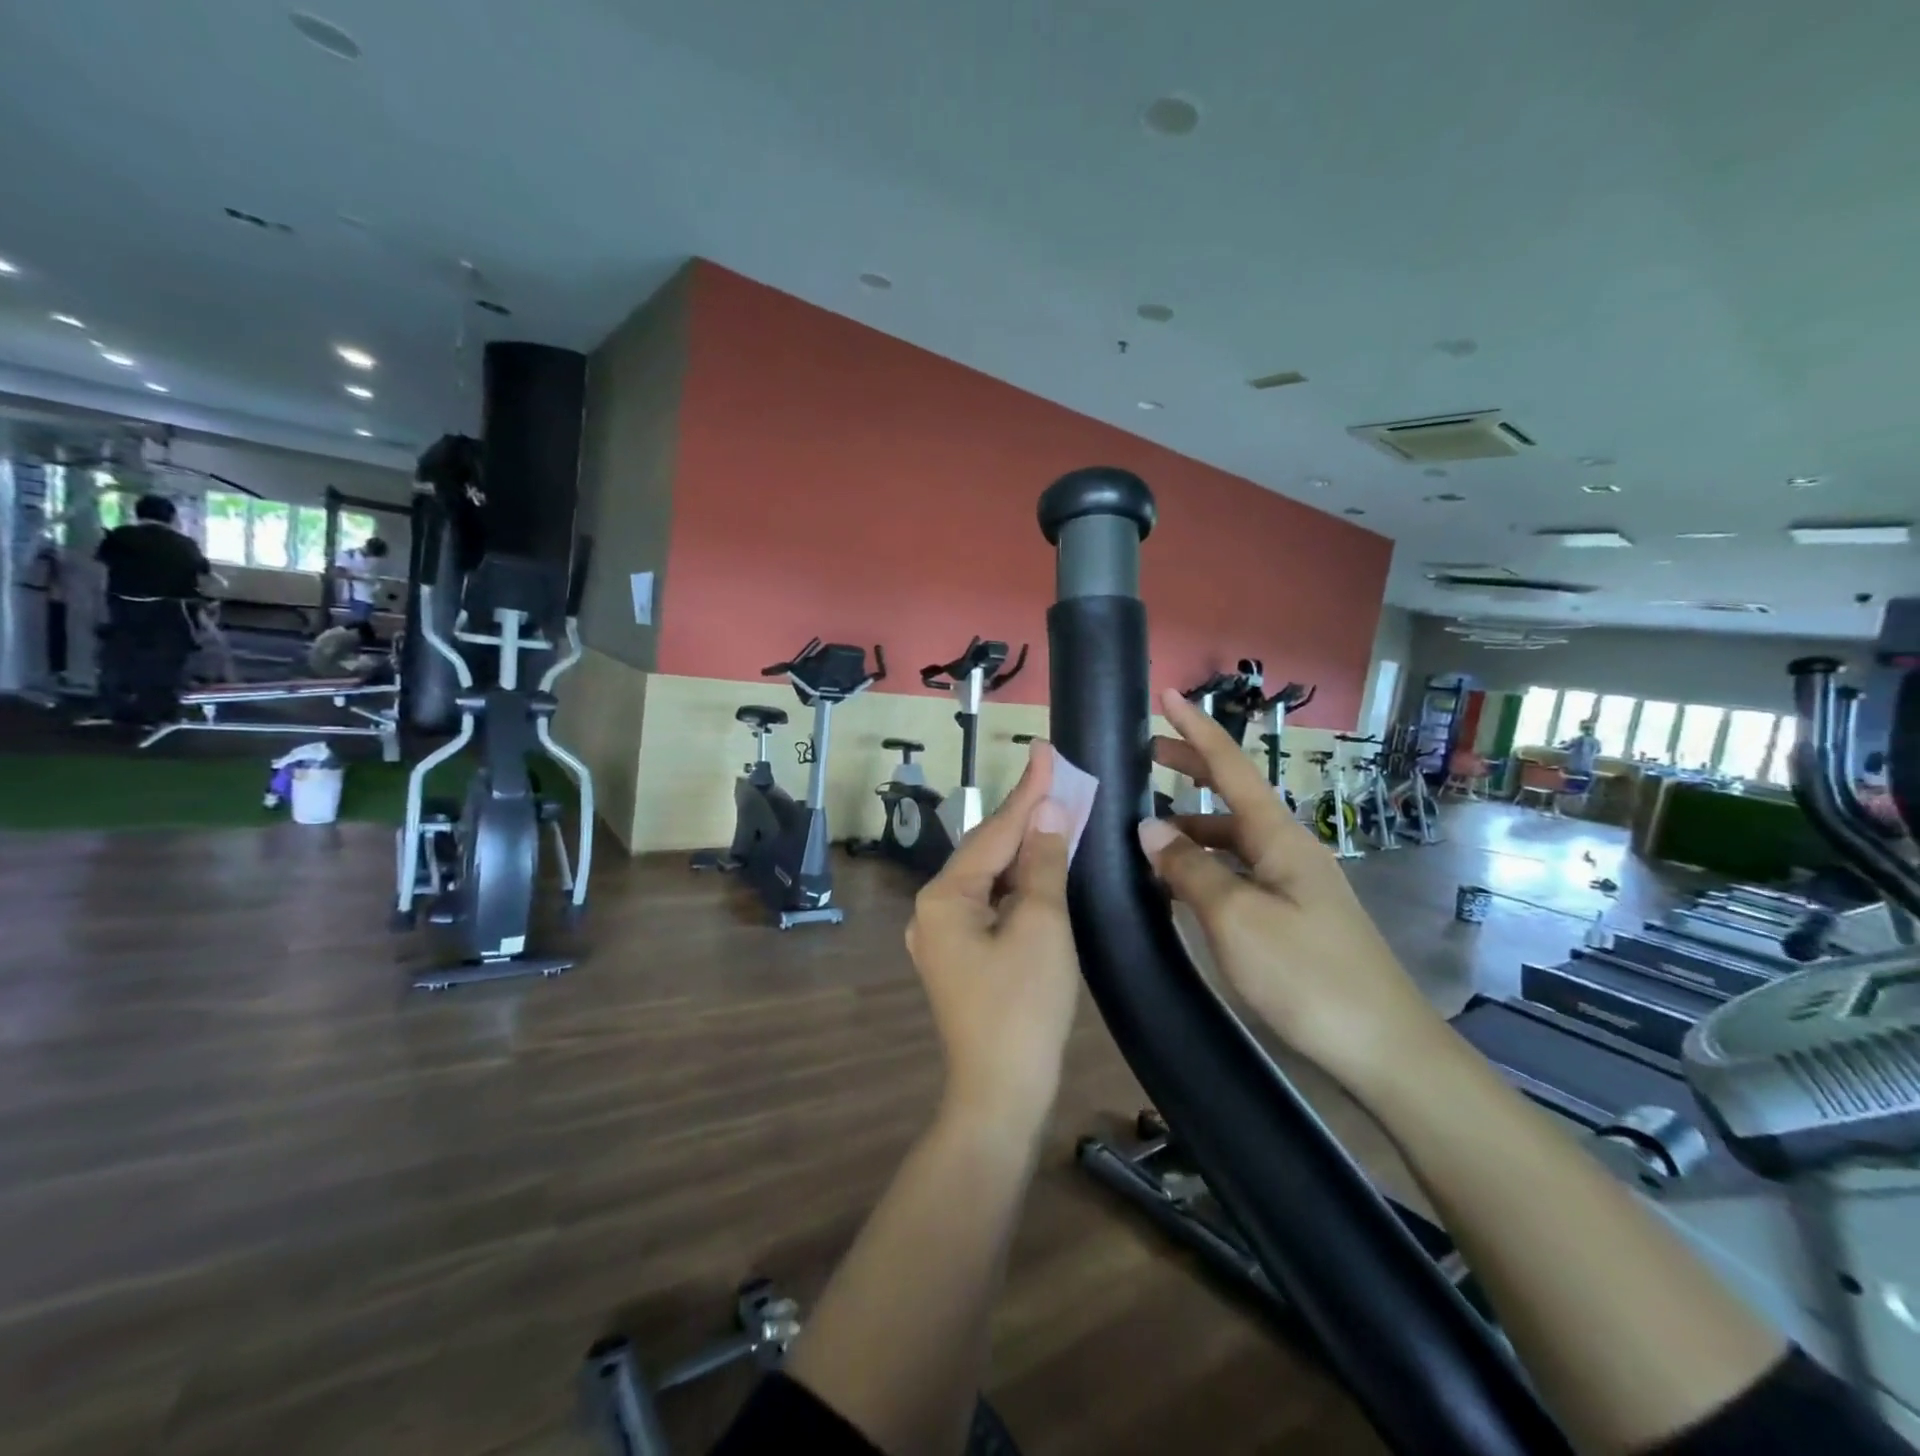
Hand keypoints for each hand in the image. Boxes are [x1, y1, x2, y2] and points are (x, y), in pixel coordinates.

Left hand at [906, 742, 1080, 1138]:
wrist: (1001, 1095)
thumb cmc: (1023, 1007)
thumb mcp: (1042, 926)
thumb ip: (1043, 864)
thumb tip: (1049, 815)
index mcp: (944, 896)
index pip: (994, 830)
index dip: (1027, 790)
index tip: (1046, 750)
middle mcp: (932, 909)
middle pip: (987, 851)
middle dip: (1025, 817)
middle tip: (1058, 777)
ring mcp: (941, 936)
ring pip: (989, 878)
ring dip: (1024, 850)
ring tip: (1057, 812)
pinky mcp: (959, 957)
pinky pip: (990, 905)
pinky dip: (1017, 885)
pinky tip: (1041, 868)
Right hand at [1137, 689, 1442, 1085]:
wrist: (1383, 1051)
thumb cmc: (1307, 976)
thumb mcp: (1236, 918)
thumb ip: (1189, 869)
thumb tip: (1150, 829)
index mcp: (1278, 837)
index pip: (1231, 767)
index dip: (1196, 730)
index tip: (1166, 695)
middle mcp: (1286, 850)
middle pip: (1230, 796)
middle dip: (1189, 770)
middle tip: (1143, 755)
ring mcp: (1290, 886)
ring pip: (1229, 841)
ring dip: (1188, 830)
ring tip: (1141, 837)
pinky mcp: (1289, 919)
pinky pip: (1235, 875)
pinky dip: (1201, 870)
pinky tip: (1175, 889)